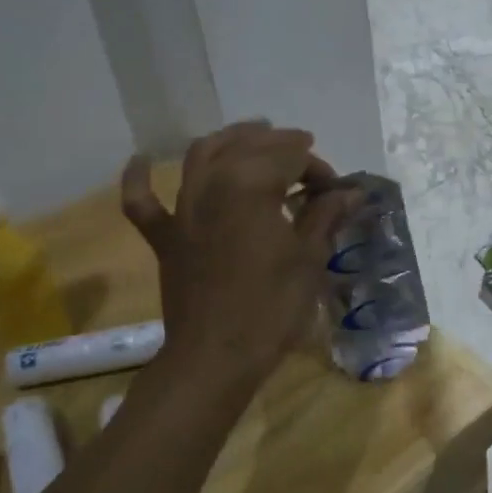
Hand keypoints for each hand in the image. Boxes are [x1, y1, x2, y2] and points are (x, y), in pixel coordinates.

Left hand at [120, 123, 359, 386]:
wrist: (216, 357)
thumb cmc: (272, 307)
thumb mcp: (309, 259)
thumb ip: (326, 216)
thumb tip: (352, 192)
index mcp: (252, 185)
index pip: (291, 157)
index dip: (318, 169)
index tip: (335, 192)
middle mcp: (212, 184)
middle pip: (249, 147)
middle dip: (282, 146)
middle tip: (306, 157)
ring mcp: (183, 209)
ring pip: (201, 156)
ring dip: (229, 139)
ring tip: (253, 135)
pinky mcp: (165, 237)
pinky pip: (142, 202)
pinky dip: (139, 178)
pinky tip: (140, 159)